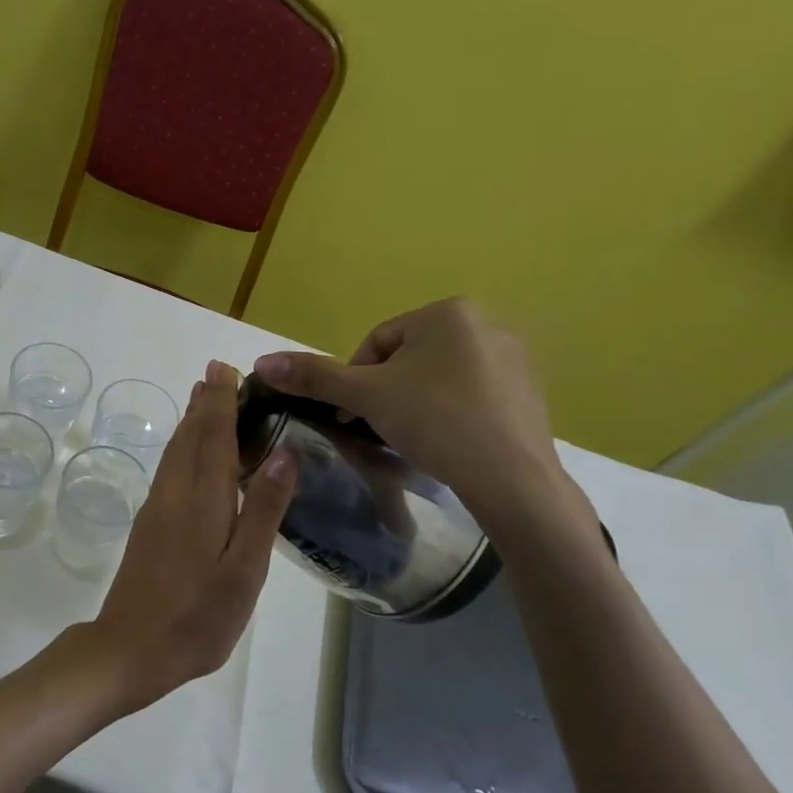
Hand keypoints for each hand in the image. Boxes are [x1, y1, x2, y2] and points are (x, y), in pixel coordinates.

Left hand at [82, 360, 294, 714]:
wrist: (130, 648)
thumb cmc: (198, 616)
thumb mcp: (244, 570)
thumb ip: (262, 511)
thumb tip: (283, 455)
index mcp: (202, 500)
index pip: (213, 437)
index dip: (221, 402)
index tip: (225, 369)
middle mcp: (175, 493)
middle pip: (190, 436)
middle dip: (205, 404)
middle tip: (217, 373)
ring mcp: (157, 508)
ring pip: (175, 451)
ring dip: (191, 421)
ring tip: (203, 400)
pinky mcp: (149, 525)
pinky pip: (169, 469)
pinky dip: (182, 447)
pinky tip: (189, 454)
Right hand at [252, 298, 567, 520]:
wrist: (512, 479)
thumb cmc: (435, 421)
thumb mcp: (365, 396)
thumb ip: (313, 376)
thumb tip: (261, 362)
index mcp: (449, 312)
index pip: (377, 342)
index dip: (354, 380)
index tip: (349, 415)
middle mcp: (488, 323)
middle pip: (409, 357)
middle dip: (386, 391)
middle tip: (378, 427)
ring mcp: (516, 358)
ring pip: (441, 376)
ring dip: (416, 402)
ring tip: (412, 437)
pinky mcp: (532, 392)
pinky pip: (474, 394)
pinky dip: (452, 413)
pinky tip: (448, 442)